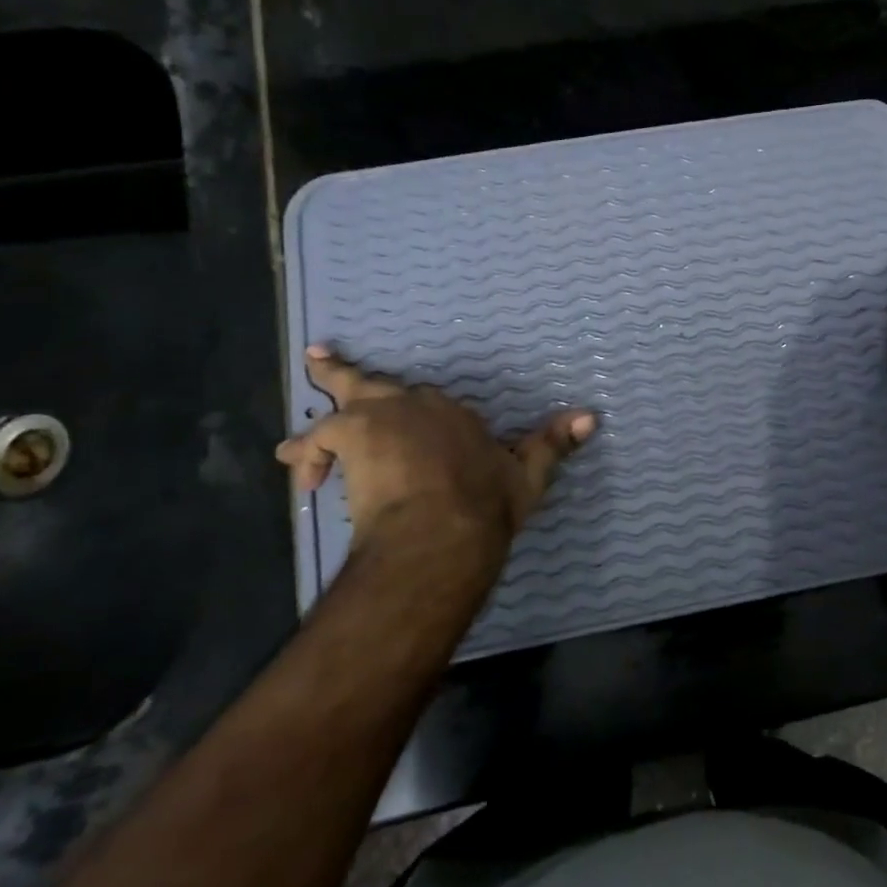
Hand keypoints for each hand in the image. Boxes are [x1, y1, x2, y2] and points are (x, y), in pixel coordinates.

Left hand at [276, 345, 595, 547]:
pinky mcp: (350, 433)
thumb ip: (554, 444)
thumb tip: (593, 416)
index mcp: (455, 415)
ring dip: (317, 424)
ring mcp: (382, 417)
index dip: (417, 417)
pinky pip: (317, 439)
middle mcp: (418, 406)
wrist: (445, 526)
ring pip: (340, 404)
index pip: (432, 406)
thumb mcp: (528, 474)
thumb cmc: (487, 503)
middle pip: (377, 386)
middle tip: (320, 360)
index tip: (411, 431)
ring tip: (294, 447)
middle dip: (348, 377)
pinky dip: (308, 456)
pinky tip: (305, 480)